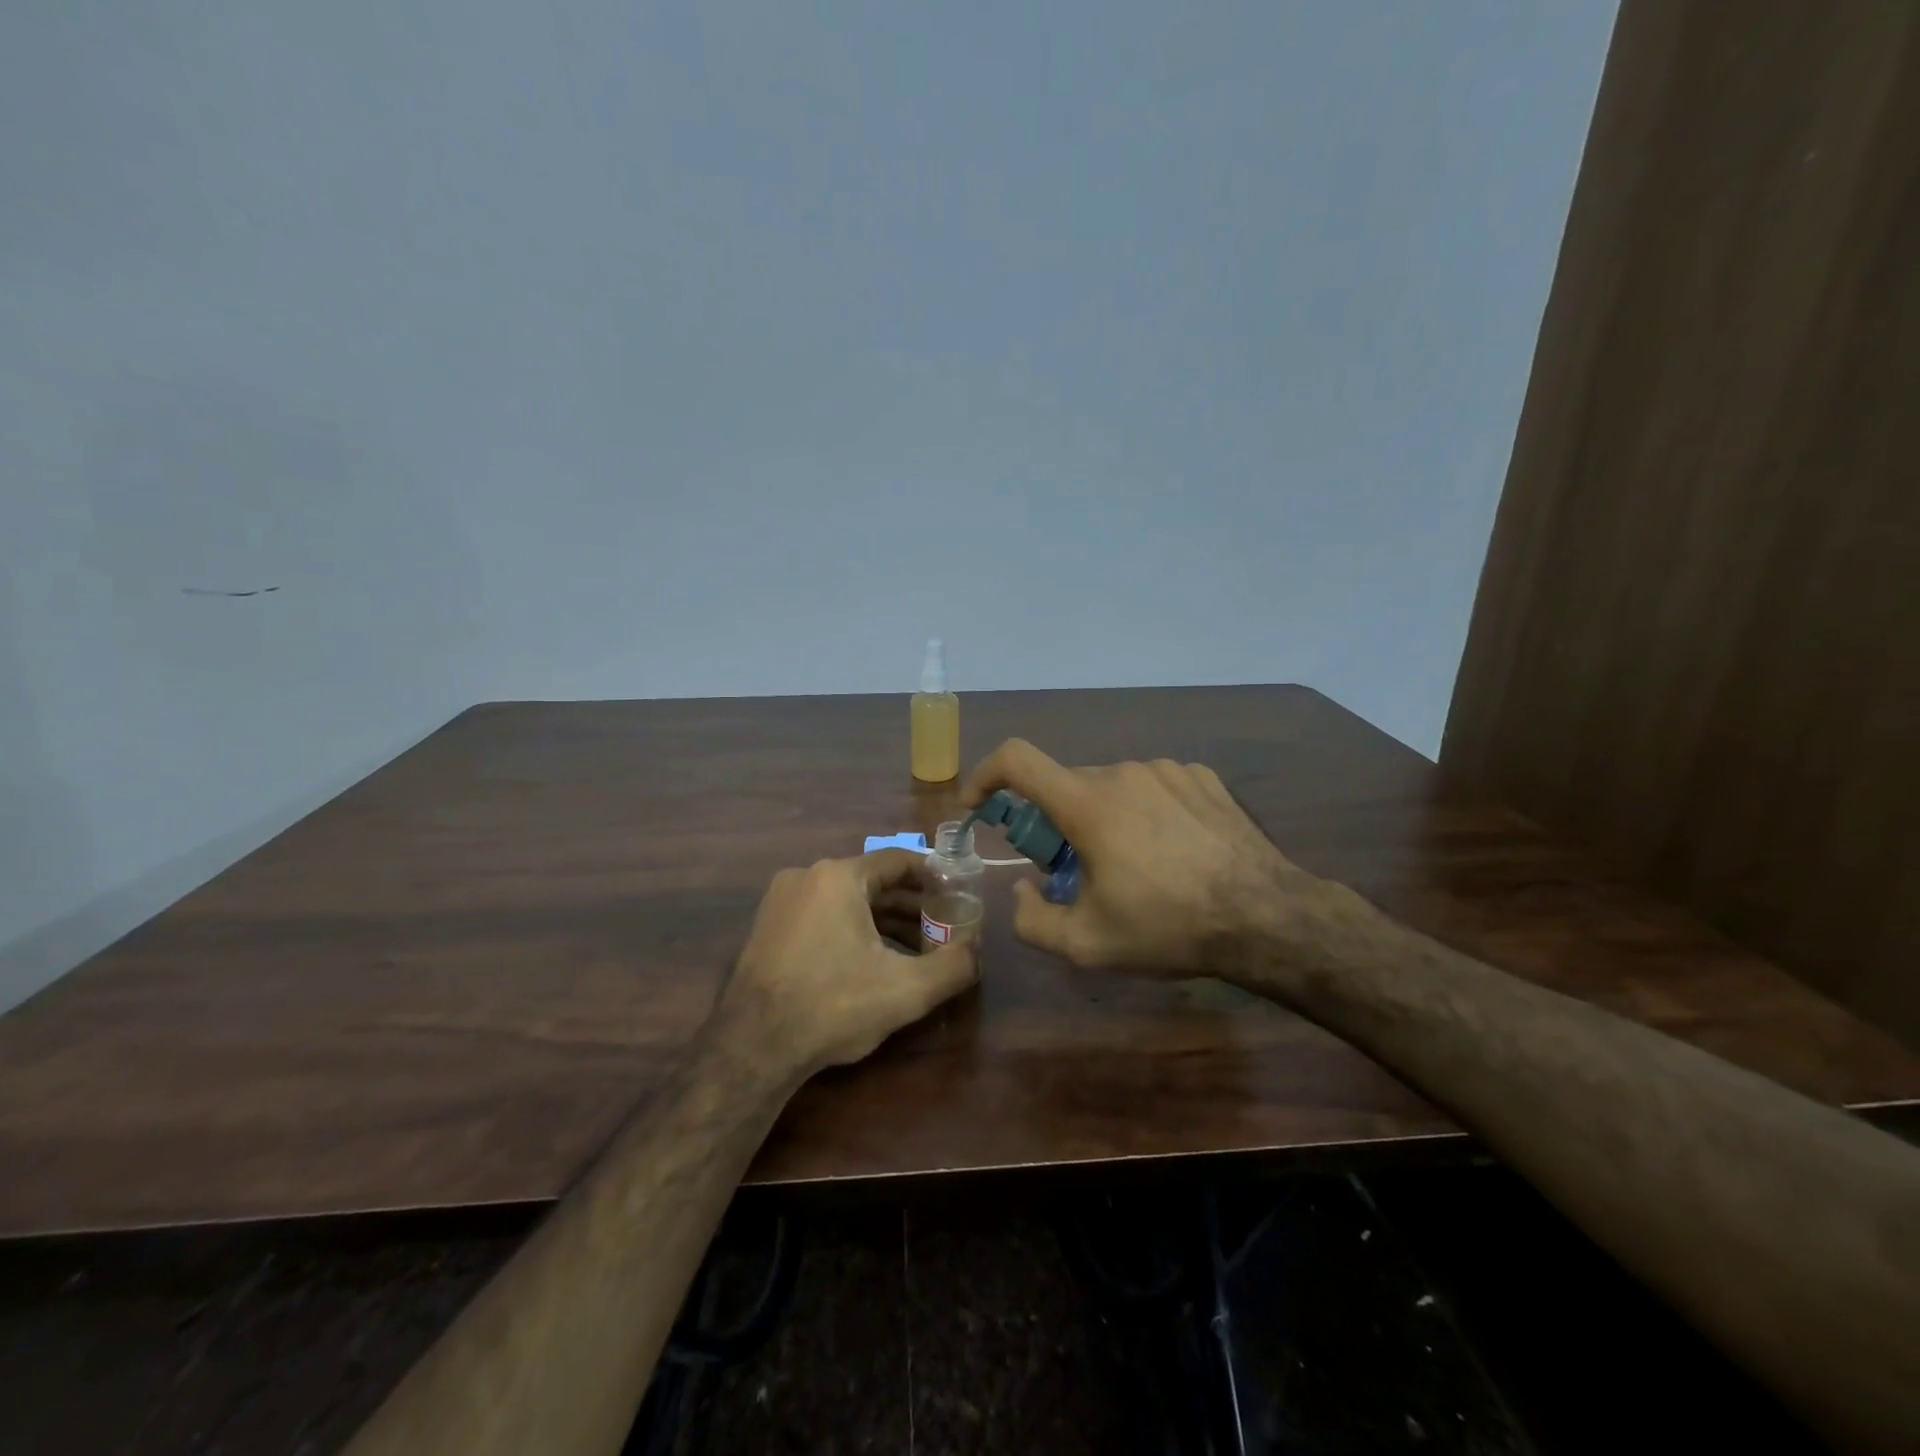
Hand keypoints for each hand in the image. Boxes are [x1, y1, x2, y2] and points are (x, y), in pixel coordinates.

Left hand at [714, 849, 978, 1080]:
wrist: (752, 1047)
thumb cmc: (833, 1005)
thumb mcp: (906, 990)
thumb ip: (954, 966)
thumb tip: (977, 951)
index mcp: (838, 876)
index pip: (898, 861)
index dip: (934, 875)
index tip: (957, 894)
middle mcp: (807, 876)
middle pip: (873, 882)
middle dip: (911, 906)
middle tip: (941, 929)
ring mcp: (781, 900)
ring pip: (847, 901)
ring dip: (883, 921)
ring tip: (914, 951)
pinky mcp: (767, 926)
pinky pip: (822, 916)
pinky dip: (852, 930)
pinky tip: (871, 962)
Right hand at [961, 739, 1340, 977]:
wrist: (1267, 917)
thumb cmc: (1169, 927)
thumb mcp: (1087, 944)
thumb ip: (1031, 919)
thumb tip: (1022, 887)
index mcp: (1088, 804)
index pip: (1016, 760)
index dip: (985, 775)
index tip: (978, 804)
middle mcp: (1123, 772)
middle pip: (1067, 786)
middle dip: (1057, 823)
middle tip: (1077, 871)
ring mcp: (1167, 770)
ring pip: (1112, 788)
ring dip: (1105, 819)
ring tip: (1135, 867)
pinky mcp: (1201, 777)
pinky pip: (1153, 787)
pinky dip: (1145, 812)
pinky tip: (1173, 851)